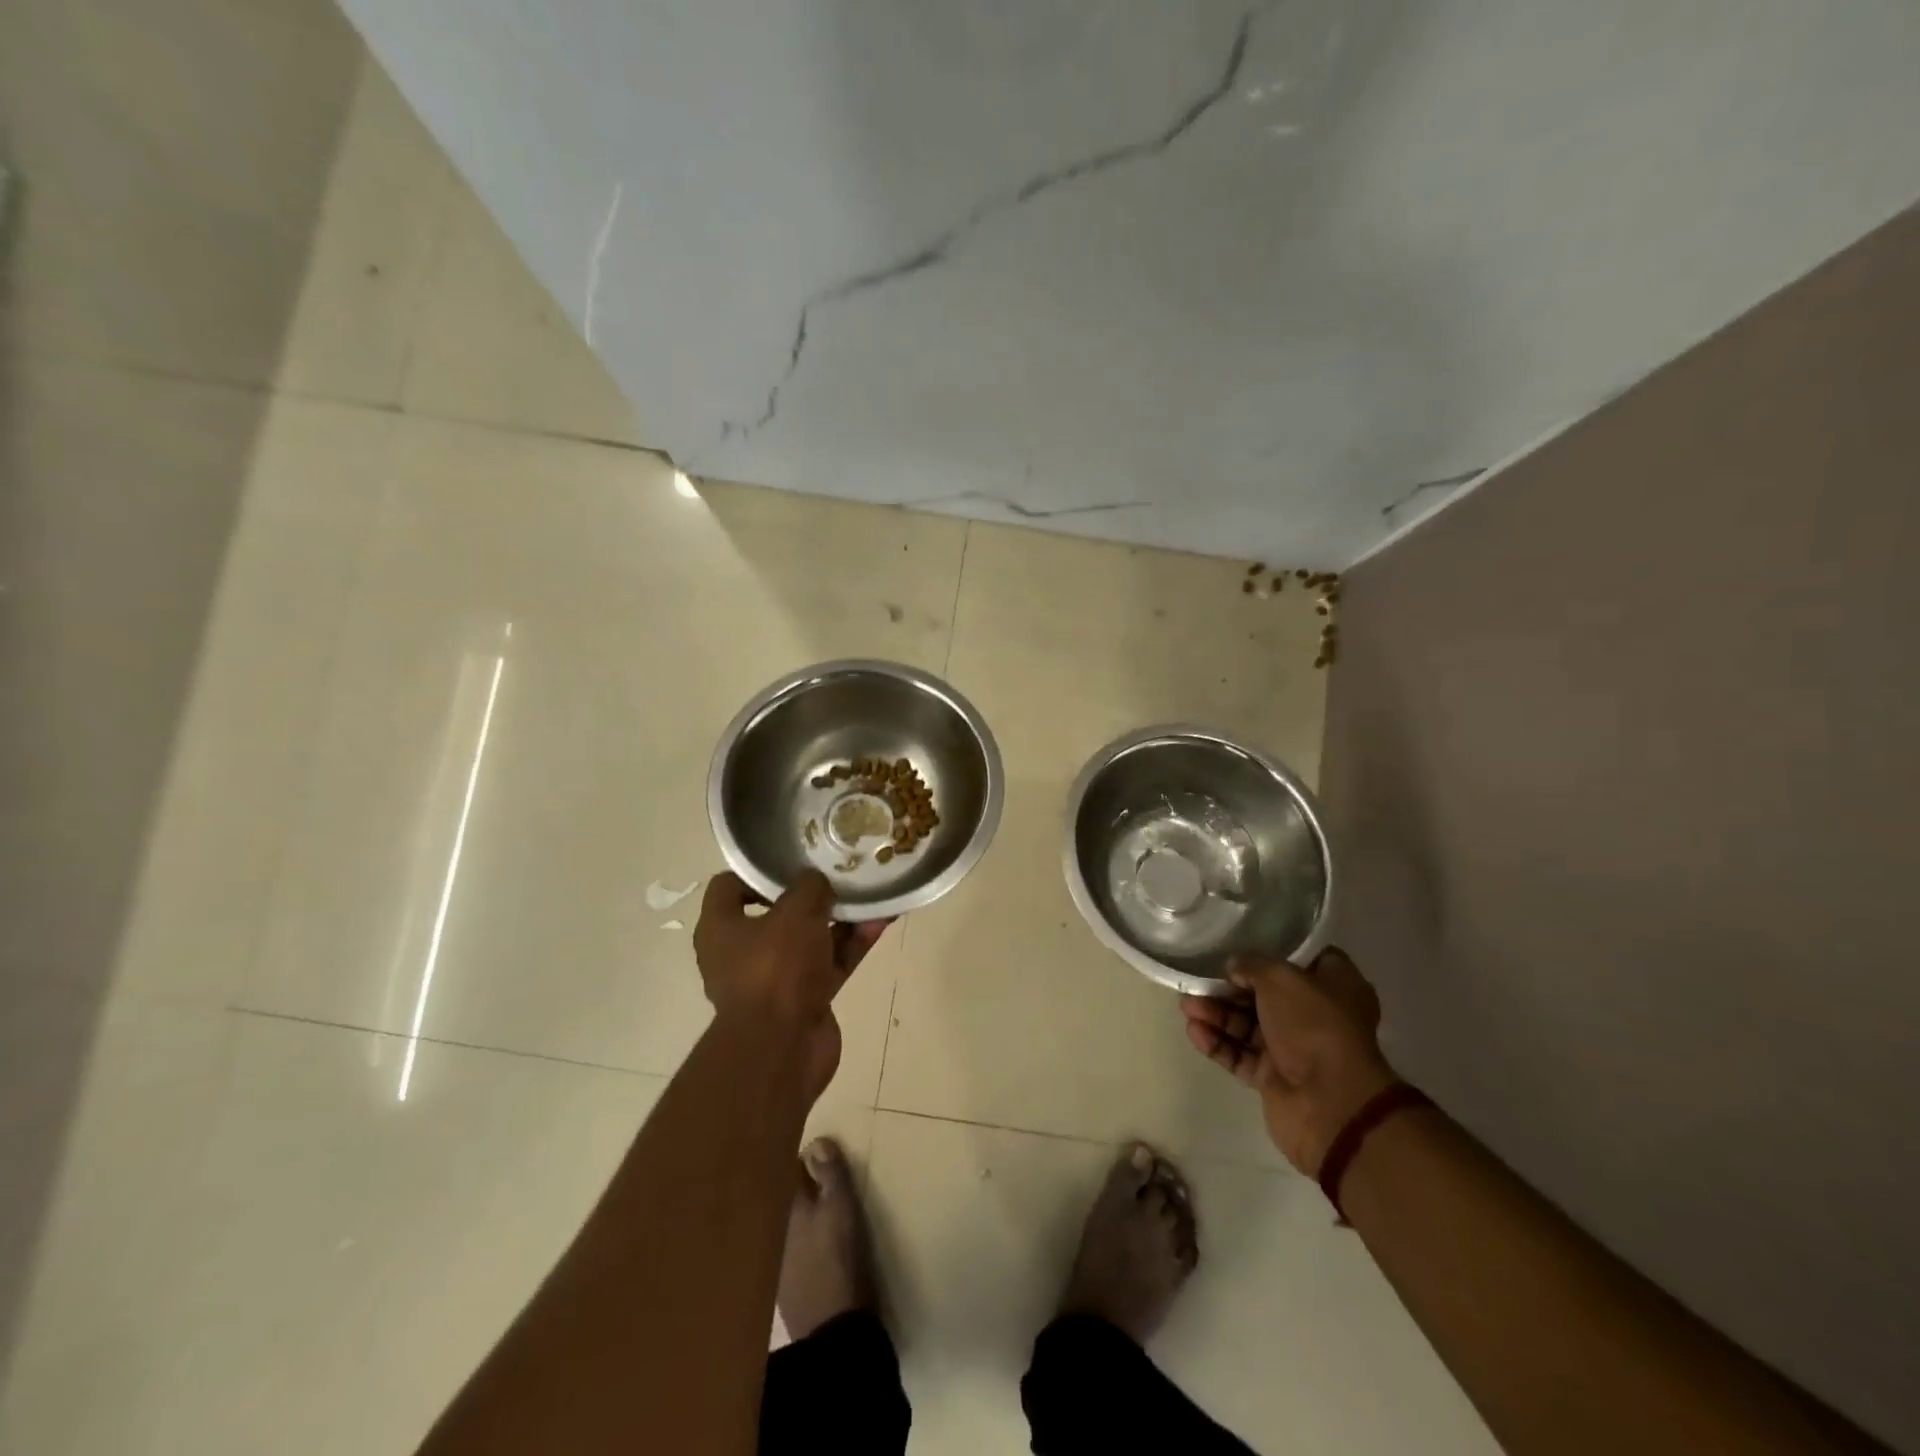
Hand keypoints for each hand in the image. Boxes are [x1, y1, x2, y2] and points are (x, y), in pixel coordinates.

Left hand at [693, 870, 887, 1099]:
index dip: (757, 870)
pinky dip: (853, 944)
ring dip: (840, 918)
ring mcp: (775, 978)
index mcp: (721, 928)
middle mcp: (742, 952)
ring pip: (810, 938)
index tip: (792, 859)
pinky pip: (831, 963)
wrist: (783, 1048)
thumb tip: (818, 881)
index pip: (729, 886)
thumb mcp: (796, 911)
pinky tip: (882, 921)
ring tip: (871, 893)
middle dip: (811, 894)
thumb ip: (809, 887)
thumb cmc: (775, 968)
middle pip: (777, 912)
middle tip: (839, 872)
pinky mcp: (805, 998)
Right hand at [1181, 947, 1396, 1176]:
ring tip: (1186, 1006)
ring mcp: (1295, 1049)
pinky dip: (1218, 1043)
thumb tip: (1234, 967)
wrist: (1330, 1104)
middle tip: (1198, 980)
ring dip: (1217, 1013)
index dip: (1272, 951)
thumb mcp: (1280, 977)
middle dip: (1230, 987)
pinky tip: (1193, 1031)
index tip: (1240, 946)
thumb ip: (1252, 965)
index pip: (1303, 959)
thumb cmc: (1314, 1026)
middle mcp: (1317, 1016)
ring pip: (1248, 1025)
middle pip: (1266, 994)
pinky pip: (1240, 1054)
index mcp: (1336, 986)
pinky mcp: (1274, 1078)